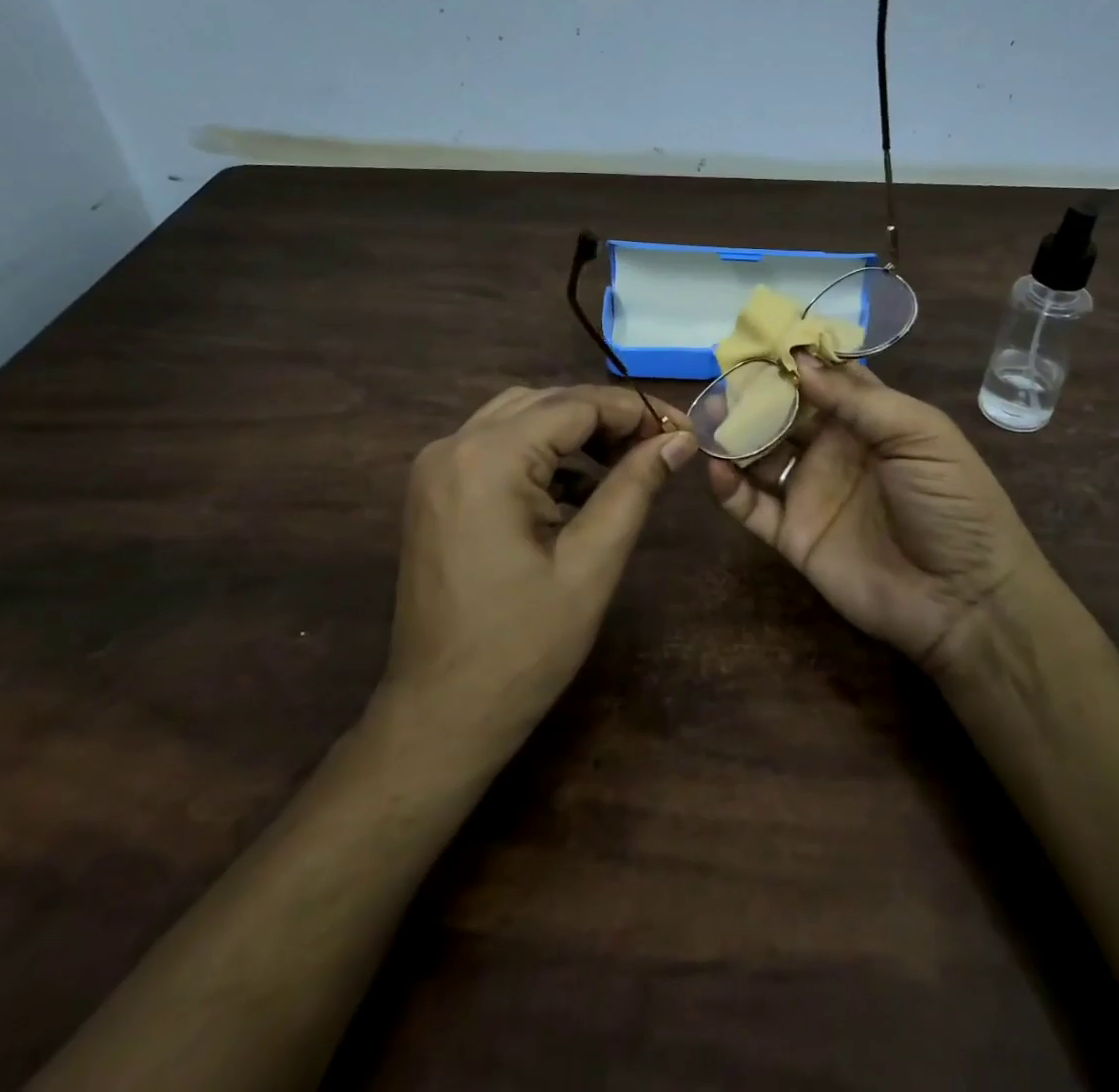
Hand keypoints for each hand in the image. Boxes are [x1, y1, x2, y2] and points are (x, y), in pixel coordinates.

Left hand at [388, 385, 697, 732]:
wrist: (442, 715)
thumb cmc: (524, 647)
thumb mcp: (592, 563)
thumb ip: (635, 488)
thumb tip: (680, 439)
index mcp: (487, 459)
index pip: (575, 405)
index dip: (635, 412)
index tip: (683, 430)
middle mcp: (452, 447)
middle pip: (544, 403)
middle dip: (606, 418)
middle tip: (658, 447)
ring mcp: (436, 469)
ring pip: (519, 420)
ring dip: (573, 433)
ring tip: (625, 464)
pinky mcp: (435, 492)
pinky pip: (496, 449)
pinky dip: (541, 457)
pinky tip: (579, 490)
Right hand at [708, 356, 1050, 671]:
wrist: (963, 597)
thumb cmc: (952, 503)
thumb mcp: (919, 435)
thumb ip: (857, 399)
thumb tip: (798, 359)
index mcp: (870, 420)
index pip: (824, 379)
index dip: (794, 360)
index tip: (757, 338)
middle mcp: (835, 450)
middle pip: (784, 413)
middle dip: (754, 394)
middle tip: (721, 379)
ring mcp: (811, 492)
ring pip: (760, 455)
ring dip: (734, 436)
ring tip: (707, 420)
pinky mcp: (793, 535)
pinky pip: (752, 508)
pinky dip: (729, 489)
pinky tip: (717, 469)